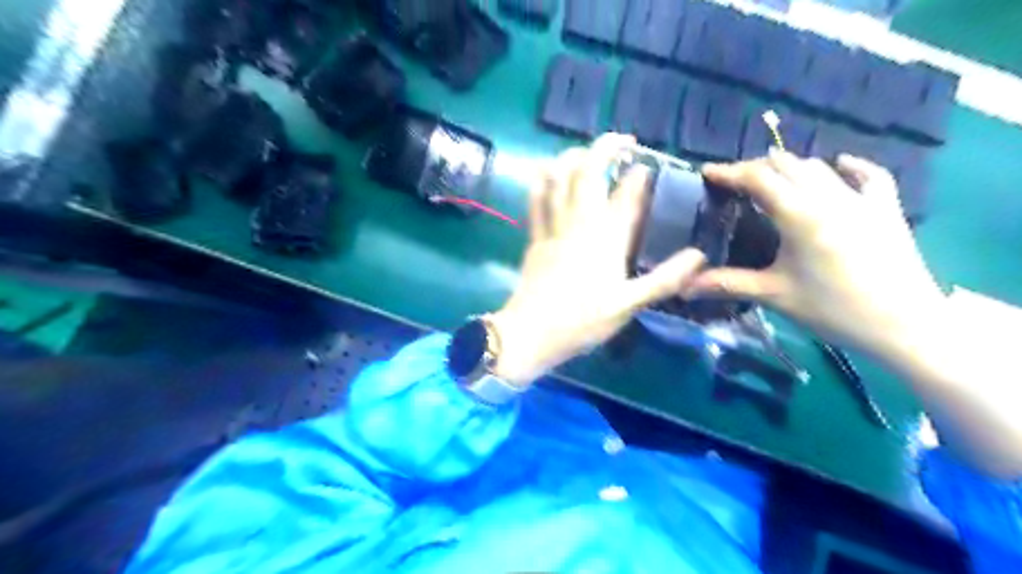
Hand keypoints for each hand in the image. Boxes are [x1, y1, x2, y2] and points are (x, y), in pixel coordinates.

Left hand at [491, 134, 708, 384]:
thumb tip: (700, 256)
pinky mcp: (534, 236)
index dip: (639, 175)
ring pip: (557, 176)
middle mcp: (579, 222)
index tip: (648, 166)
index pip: (626, 194)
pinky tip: (548, 172)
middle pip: (588, 171)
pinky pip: (536, 198)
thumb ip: (665, 279)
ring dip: (572, 155)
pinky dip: (543, 179)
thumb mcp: (629, 305)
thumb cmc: (582, 321)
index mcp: (607, 238)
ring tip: (587, 152)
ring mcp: (553, 226)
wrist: (531, 332)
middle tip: (623, 143)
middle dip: (606, 147)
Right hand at [691, 151, 945, 357]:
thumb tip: (684, 287)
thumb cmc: (833, 310)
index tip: (707, 172)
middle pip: (786, 165)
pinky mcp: (886, 209)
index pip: (758, 179)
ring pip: (819, 167)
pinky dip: (850, 167)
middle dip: (755, 168)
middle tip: (734, 183)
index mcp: (800, 216)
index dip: (730, 172)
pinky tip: (840, 165)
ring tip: (771, 180)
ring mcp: (862, 200)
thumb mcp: (774, 295)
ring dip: (790, 168)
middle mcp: (830, 197)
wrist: (904, 326)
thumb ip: (727, 284)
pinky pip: (869, 176)